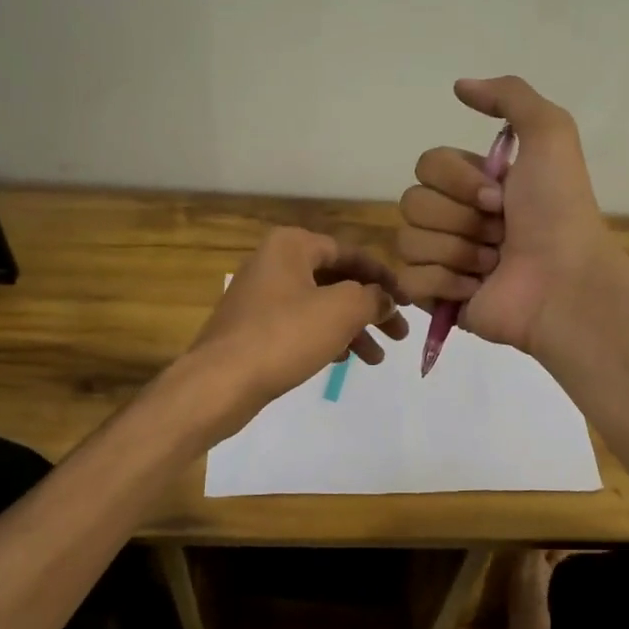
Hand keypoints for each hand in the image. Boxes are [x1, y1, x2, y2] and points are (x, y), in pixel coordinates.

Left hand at [188, 227, 408, 430]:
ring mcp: (261, 297)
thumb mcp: (342, 310)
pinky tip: (343, 360)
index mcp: (292, 246)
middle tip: (399, 335)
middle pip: (337, 281)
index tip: (409, 301)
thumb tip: (385, 299)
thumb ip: (373, 298)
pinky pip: (300, 326)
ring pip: (320, 306)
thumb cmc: (284, 336)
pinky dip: (326, 338)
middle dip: (371, 309)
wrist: (220, 382)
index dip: (385, 277)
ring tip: (377, 359)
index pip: (351, 253)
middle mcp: (274, 263)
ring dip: (352, 329)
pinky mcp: (254, 329)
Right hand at [396, 76, 614, 353]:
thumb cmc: (558, 211)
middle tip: (500, 233)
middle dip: (459, 218)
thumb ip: (510, 96)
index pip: (427, 165)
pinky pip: (409, 281)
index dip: (458, 180)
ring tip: (493, 264)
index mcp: (476, 184)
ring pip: (409, 241)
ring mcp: (445, 260)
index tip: (500, 196)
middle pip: (412, 202)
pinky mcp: (438, 299)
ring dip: (457, 251)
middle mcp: (457, 218)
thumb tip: (459, 86)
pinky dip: (444, 283)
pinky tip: (476, 289)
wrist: (564, 282)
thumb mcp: (550, 133)